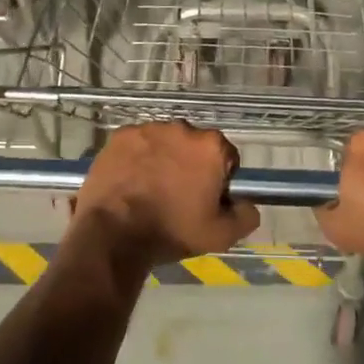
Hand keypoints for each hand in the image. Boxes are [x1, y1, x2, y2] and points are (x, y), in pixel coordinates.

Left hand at [68, 123, 259, 273]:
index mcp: (211, 146)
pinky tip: (130, 182)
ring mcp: (149, 129)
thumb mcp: (220, 235)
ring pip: (165, 143)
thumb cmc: (172, 230)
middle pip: (194, 146)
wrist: (114, 232)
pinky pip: (137, 144)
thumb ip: (245, 216)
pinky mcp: (121, 135)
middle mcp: (183, 128)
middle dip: (190, 165)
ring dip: (163, 159)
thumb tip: (249, 204)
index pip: (226, 156)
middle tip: (178, 196)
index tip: (206, 199)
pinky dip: (137, 158)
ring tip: (150, 190)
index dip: (219, 179)